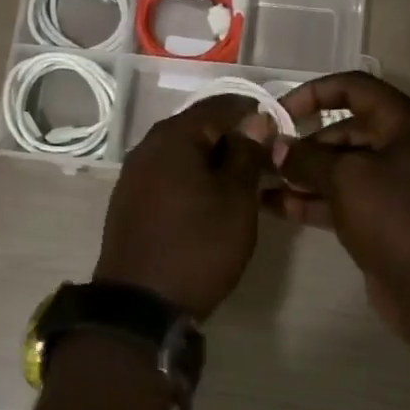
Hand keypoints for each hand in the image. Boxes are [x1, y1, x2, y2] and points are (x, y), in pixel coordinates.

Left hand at [95, 95, 271, 320]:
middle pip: (198, 126)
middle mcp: (148, 145)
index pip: (221, 104)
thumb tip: (255, 120)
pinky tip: (209, 201)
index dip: (254, 114)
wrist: (141, 305)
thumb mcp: (236, 198)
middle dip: (233, 138)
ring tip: (242, 183)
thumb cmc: (198, 245)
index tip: (280, 135)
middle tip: (264, 162)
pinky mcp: (130, 199)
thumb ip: (247, 152)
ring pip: (183, 151)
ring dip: (212, 159)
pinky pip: (168, 173)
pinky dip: (192, 177)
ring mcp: (134, 173)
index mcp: (174, 135)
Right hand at [268, 73, 409, 343]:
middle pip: (344, 130)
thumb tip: (277, 147)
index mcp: (406, 123)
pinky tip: (275, 206)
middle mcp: (402, 147)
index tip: (280, 112)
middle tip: (265, 155)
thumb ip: (307, 157)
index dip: (314, 93)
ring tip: (261, 180)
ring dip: (302, 173)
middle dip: (303, 141)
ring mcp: (393, 184)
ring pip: (340, 167)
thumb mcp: (346, 178)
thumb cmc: (395, 217)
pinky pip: (342, 198)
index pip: (354, 88)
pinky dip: (312, 199)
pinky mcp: (382, 217)